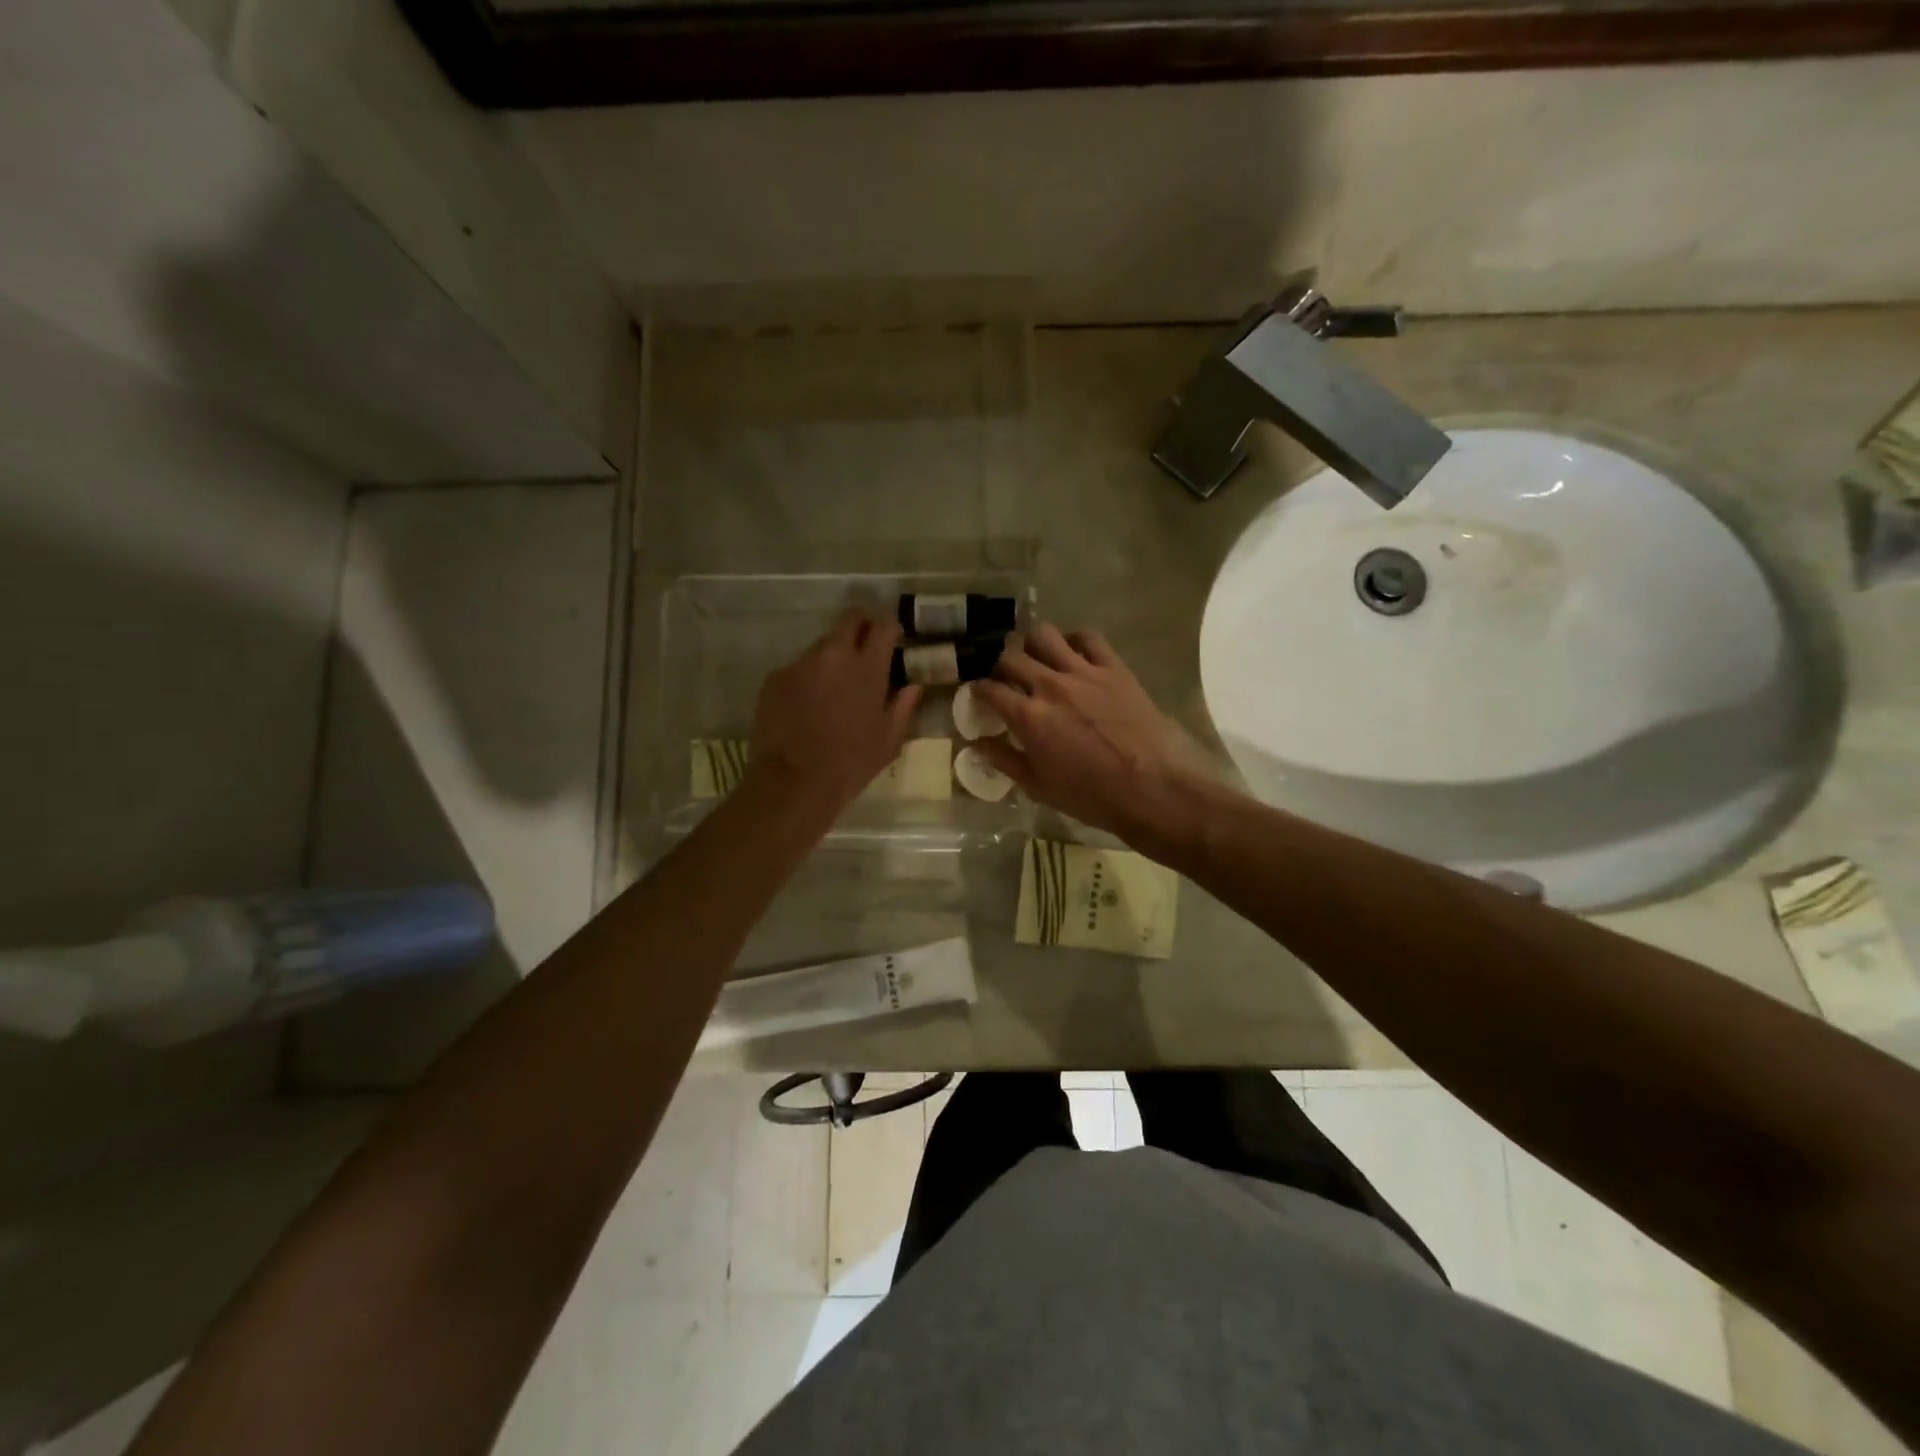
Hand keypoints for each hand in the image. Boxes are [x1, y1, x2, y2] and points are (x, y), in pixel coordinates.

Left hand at [744, 607, 922, 820]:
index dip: (889, 625)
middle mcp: (832, 654)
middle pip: (849, 620)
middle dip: (860, 628)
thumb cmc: (850, 764)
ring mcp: (799, 663)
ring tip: (832, 690)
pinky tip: (806, 707)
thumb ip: (902, 706)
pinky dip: (806, 679)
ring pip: (821, 646)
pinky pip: (797, 669)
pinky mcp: (774, 678)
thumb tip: (912, 685)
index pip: (882, 624)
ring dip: (831, 659)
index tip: (891, 636)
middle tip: (864, 652)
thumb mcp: (888, 740)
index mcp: (867, 667)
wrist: (792, 782)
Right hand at [974, 624, 1214, 855]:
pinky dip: (1074, 640)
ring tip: (1035, 656)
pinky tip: (1072, 653)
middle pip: (1010, 655)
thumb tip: (978, 745)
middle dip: (998, 662)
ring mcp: (1083, 672)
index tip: (978, 693)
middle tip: (1003, 674)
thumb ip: (1005, 761)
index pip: (989, 689)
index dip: (977, 689)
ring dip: (1031, 643)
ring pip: (1044, 635)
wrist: (1153, 787)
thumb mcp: (1039, 787)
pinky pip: (1088, 637)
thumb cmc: (1092, 796)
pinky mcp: (1114, 668)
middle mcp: (1050, 686)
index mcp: (1028, 717)